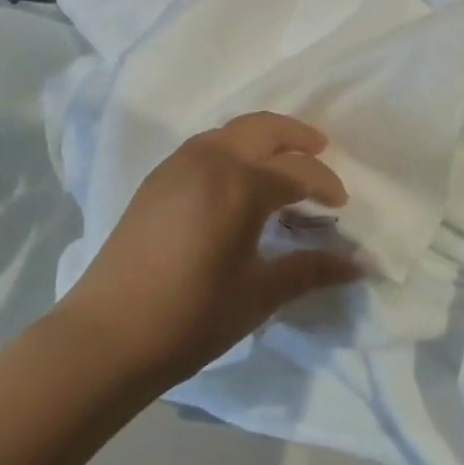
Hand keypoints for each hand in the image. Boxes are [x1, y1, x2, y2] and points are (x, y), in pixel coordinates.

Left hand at [60, 112, 361, 387]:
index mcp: (241, 185)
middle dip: (297, 137)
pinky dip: (232, 146)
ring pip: (231, 130)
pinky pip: (205, 144)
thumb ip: (309, 270)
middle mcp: (211, 160)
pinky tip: (237, 177)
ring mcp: (178, 164)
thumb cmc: (191, 317)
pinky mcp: (157, 178)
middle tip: (321, 150)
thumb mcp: (258, 295)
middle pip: (265, 129)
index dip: (326, 185)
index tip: (340, 206)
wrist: (106, 336)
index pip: (298, 171)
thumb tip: (357, 265)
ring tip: (281, 160)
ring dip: (263, 137)